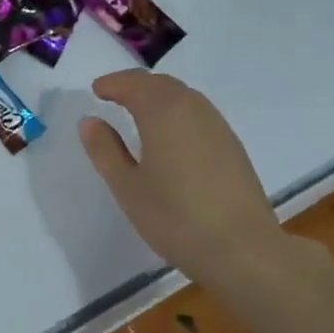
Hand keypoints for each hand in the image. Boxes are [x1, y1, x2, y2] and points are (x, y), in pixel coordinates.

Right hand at [79, 70, 287, 289]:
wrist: (243, 249)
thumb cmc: (175, 218)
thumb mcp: (128, 187)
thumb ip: (106, 150)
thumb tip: (90, 121)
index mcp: (163, 112)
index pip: (134, 83)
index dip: (113, 83)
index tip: (96, 90)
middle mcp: (193, 109)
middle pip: (161, 84)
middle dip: (136, 85)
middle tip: (114, 95)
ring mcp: (218, 126)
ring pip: (184, 96)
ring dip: (158, 96)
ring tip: (139, 113)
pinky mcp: (233, 146)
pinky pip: (199, 114)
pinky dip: (177, 112)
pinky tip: (171, 136)